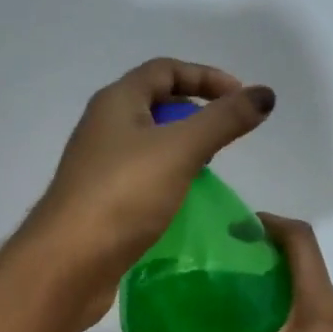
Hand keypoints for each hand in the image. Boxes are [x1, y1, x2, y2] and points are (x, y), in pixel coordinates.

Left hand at [24, 58, 274, 324]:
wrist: (68, 261)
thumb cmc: (123, 196)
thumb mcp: (181, 150)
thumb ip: (223, 120)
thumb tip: (264, 95)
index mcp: (116, 102)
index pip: (165, 70)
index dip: (206, 76)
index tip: (241, 98)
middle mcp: (103, 127)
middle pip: (155, 104)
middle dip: (194, 113)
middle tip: (225, 137)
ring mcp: (98, 166)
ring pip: (148, 144)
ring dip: (181, 149)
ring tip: (208, 169)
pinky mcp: (101, 201)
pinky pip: (141, 177)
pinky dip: (166, 179)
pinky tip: (182, 200)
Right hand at [116, 215, 332, 331]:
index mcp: (321, 307)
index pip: (301, 239)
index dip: (267, 223)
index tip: (230, 229)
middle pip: (304, 267)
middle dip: (262, 260)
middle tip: (216, 271)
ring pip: (310, 298)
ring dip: (275, 292)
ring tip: (230, 308)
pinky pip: (317, 323)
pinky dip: (288, 319)